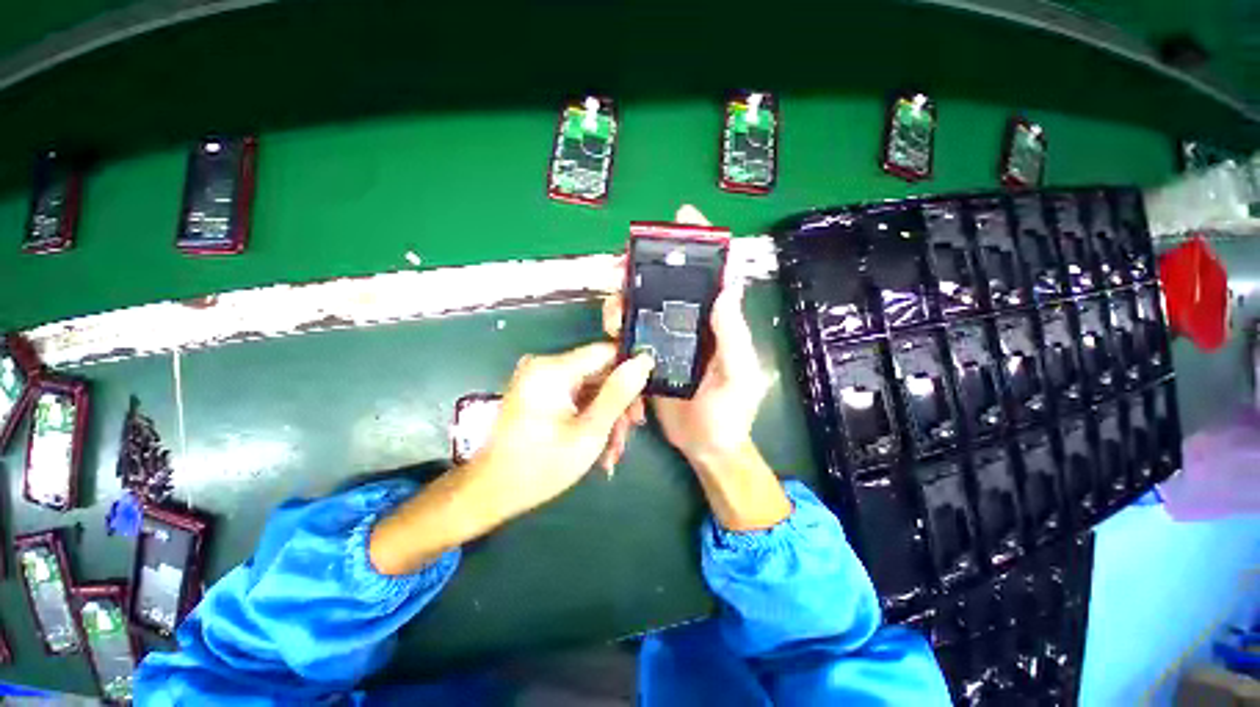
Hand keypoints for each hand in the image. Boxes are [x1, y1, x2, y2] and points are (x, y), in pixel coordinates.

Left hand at [475, 342, 654, 514]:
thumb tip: (643, 361)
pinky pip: (575, 397)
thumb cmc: (541, 465)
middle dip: (617, 403)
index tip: (644, 398)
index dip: (629, 371)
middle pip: (598, 372)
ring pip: (590, 388)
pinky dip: (589, 418)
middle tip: (630, 432)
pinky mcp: (539, 392)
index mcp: (553, 369)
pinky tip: (598, 446)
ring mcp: (540, 380)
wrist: (491, 492)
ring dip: (606, 416)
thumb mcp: (589, 431)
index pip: (606, 352)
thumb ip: (618, 394)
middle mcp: (545, 366)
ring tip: (613, 451)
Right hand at [603, 205, 789, 530]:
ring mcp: (666, 339)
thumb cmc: (730, 413)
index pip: (711, 274)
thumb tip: (726, 288)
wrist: (706, 447)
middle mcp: (690, 323)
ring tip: (613, 308)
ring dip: (623, 297)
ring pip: (641, 305)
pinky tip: (609, 329)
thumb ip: (731, 335)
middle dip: (643, 267)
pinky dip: (616, 326)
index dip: (699, 242)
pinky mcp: (648, 357)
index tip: (682, 217)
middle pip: (666, 283)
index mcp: (717, 322)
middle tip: (621, 265)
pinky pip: (629, 334)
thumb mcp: (739, 375)